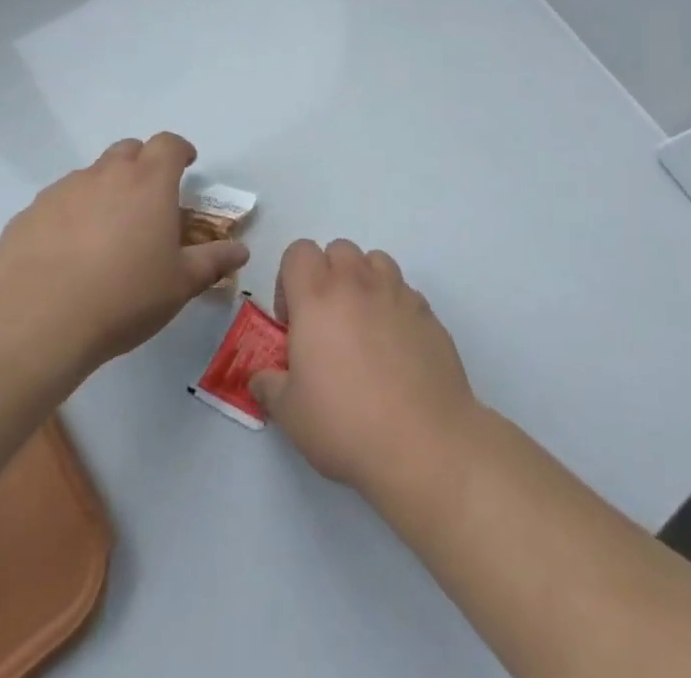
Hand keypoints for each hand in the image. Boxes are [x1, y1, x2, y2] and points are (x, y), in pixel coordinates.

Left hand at [0, 134, 248, 383]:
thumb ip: (213, 261)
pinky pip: (56, 203)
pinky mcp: (27, 215)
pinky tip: (66, 252)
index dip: (180, 150)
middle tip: (148, 198)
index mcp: (149, 182)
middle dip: (142, 164)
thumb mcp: (180, 285)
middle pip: (128, 150)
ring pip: (90, 175)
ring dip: (104, 189)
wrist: (36, 324)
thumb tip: (240, 251)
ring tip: (106, 230)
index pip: (169, 144)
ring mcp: (62, 191)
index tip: (187, 165)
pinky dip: (68, 215)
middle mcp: (105, 174)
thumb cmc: (124, 298)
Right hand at [251, 239, 482, 503]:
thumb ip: (270, 385)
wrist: (423, 443)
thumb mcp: (290, 413)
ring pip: (376, 261)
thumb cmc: (345, 424)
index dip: (289, 279)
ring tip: (363, 328)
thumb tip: (262, 377)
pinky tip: (395, 349)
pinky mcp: (428, 312)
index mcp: (318, 297)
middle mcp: (358, 283)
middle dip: (327, 276)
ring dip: (363, 282)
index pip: (299, 251)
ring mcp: (398, 293)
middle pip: (339, 249)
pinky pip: (404, 291)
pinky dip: (393, 306)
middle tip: (327, 323)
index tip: (293, 321)